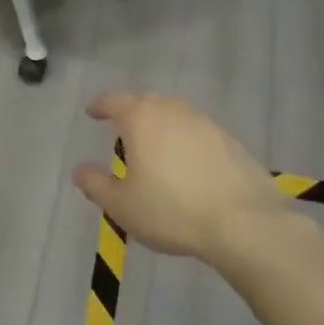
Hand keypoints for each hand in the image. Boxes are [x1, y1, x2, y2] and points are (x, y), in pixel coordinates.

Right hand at [72, 92, 287, 266]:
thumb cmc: (171, 210)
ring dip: (161, 125)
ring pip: (175, 115)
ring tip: (155, 148)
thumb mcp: (121, 205)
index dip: (99, 106)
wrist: (244, 223)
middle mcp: (173, 110)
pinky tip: (187, 164)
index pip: (113, 101)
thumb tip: (79, 170)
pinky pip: (198, 132)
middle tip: (122, 131)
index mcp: (141, 118)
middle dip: (131, 112)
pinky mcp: (231, 140)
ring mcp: (206, 122)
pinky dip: (185, 141)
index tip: (91, 113)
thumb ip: (95, 184)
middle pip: (146, 102)